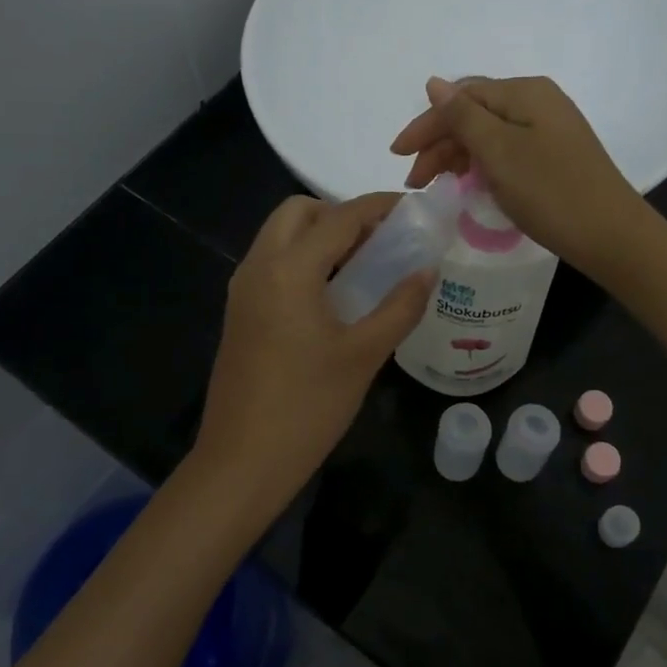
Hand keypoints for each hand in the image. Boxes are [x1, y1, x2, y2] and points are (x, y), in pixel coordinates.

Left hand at [192, 194, 434, 513]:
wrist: (242, 461)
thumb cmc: (308, 406)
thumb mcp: (364, 355)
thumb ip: (400, 306)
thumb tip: (427, 270)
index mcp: (288, 270)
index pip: (339, 217)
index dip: (379, 206)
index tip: (412, 207)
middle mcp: (258, 267)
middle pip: (298, 212)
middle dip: (340, 214)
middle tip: (380, 241)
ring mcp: (243, 289)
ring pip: (280, 236)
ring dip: (320, 236)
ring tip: (364, 265)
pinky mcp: (239, 312)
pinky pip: (272, 263)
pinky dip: (303, 259)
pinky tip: (334, 293)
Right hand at [390, 75, 647, 275]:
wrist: (611, 235)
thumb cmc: (550, 191)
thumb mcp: (499, 152)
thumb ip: (463, 117)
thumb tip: (433, 83)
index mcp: (525, 92)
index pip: (461, 97)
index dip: (426, 124)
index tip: (398, 155)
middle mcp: (538, 102)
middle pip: (474, 114)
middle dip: (440, 143)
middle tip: (415, 181)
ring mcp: (549, 129)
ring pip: (489, 134)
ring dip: (458, 156)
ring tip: (436, 185)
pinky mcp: (554, 155)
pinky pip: (506, 151)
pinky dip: (482, 165)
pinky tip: (469, 184)